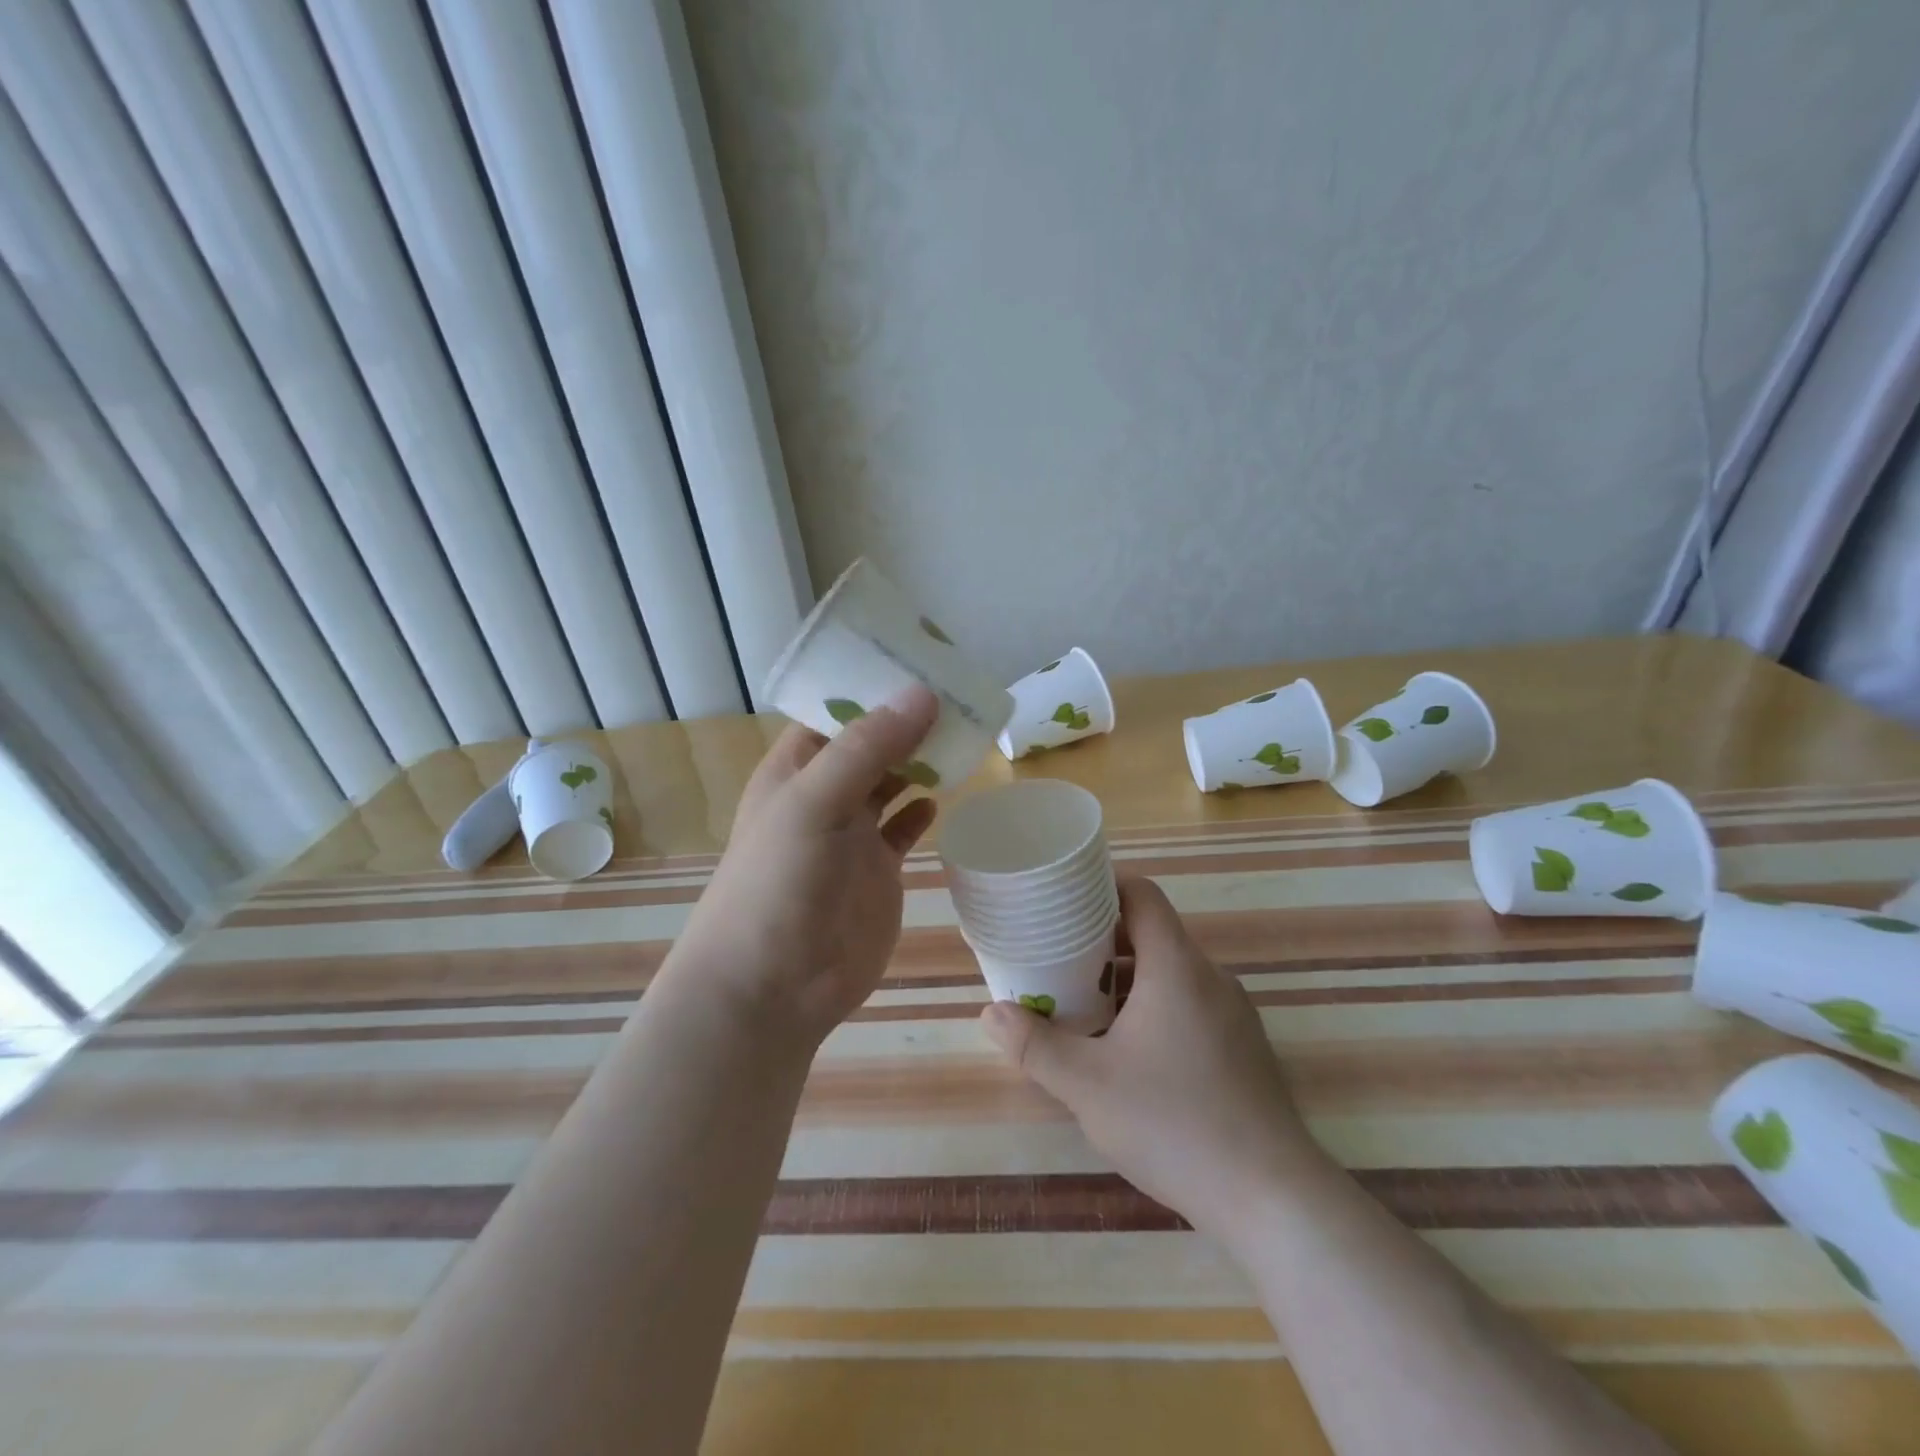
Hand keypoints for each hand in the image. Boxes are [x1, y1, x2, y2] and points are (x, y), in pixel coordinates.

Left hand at [669, 687, 940, 1049]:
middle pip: (870, 744)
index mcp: (795, 769)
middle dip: (906, 720)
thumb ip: (868, 748)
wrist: (773, 986)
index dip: (872, 686)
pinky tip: (943, 795)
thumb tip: (925, 693)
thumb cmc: (778, 882)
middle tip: (959, 690)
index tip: (921, 659)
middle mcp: (824, 795)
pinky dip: (922, 810)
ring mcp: (852, 834)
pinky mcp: (878, 871)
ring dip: (920, 760)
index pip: (835, 711)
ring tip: (963, 732)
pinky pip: (904, 828)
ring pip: (892, 783)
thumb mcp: (814, 801)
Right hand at [980, 875, 1329, 1244]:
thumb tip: (991, 1013)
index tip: (1063, 901)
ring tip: (1083, 1007)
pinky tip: (1128, 1053)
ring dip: (1126, 980)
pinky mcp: (1243, 1048)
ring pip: (1170, 973)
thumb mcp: (1087, 1085)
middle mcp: (1210, 977)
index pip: (1141, 894)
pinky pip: (1190, 1005)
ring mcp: (1233, 1013)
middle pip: (1152, 933)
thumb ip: (1034, 1045)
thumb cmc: (1173, 1123)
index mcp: (1176, 966)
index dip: (1101, 887)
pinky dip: (1153, 1008)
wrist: (1271, 1198)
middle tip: (1057, 961)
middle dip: (1101, 942)